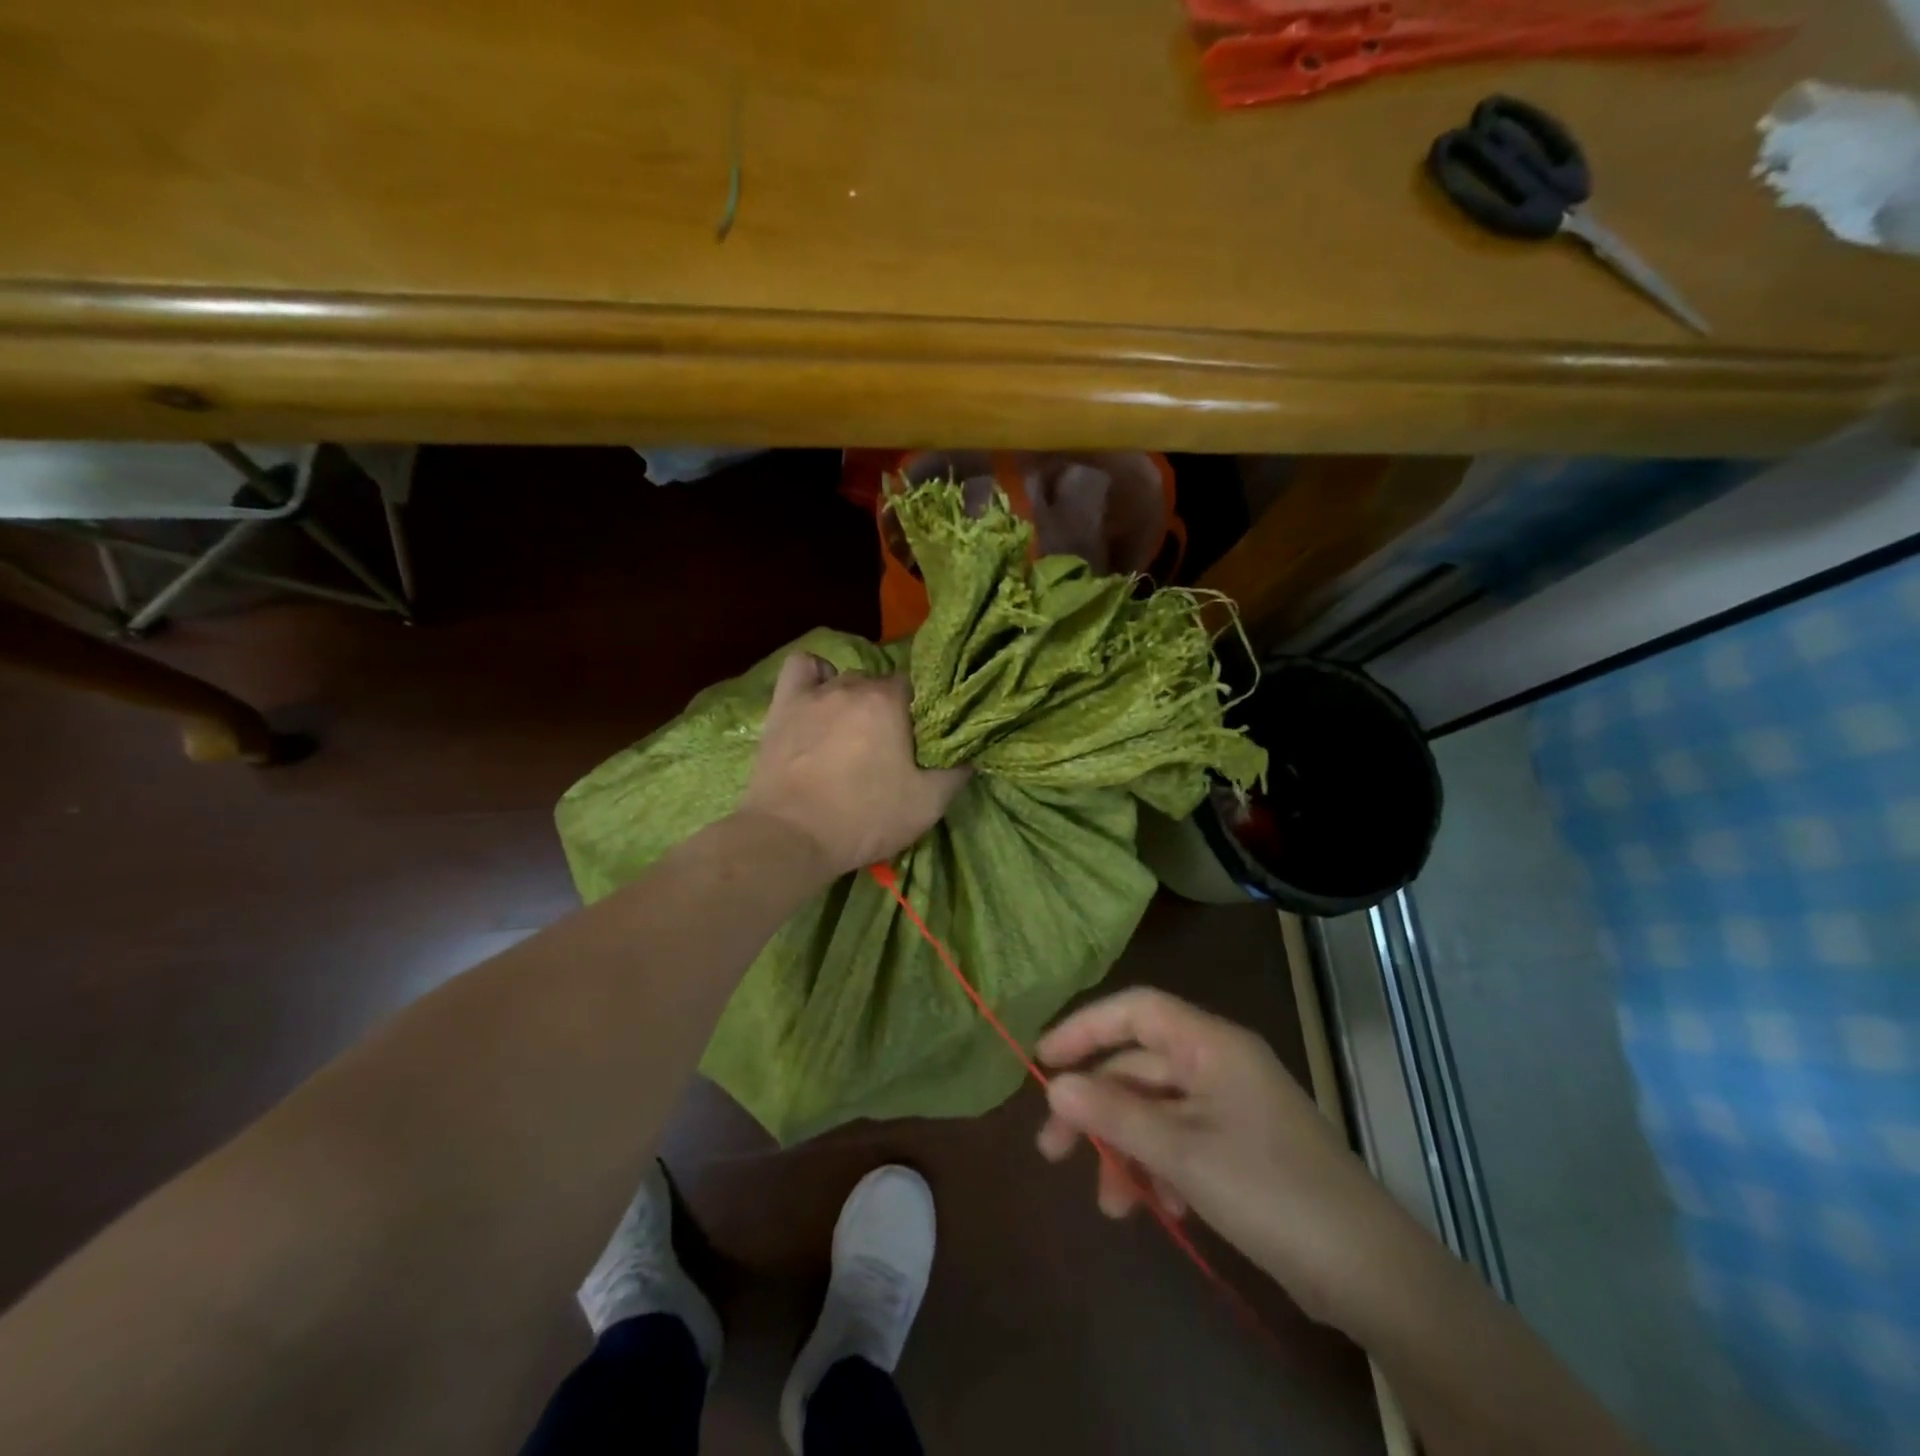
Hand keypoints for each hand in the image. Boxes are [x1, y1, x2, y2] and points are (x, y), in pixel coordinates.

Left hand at [738, 652, 969, 880]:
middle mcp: (855, 685)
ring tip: (854, 731)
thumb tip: (971, 752)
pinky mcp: (783, 705)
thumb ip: (957, 772)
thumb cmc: (864, 818)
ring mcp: (815, 693)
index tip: (923, 739)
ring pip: (846, 679)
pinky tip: (819, 696)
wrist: (792, 837)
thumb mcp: (928, 804)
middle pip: (882, 684)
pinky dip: (815, 676)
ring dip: (856, 699)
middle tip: (891, 746)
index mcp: (892, 702)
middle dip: (891, 709)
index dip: (924, 712)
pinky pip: (802, 668)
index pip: (919, 688)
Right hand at [1035, 987, 1419, 1328]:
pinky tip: (1160, 1207)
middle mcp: (1218, 1063)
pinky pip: (1180, 1140)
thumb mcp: (1182, 1153)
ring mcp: (1231, 1105)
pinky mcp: (1240, 1146)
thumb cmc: (1270, 1191)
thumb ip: (1114, 1115)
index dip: (1085, 1028)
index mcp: (1210, 1044)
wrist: (1370, 1271)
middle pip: (1138, 1066)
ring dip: (1126, 1149)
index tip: (1043, 1062)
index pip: (1135, 1010)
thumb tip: (1054, 1086)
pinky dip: (1160, 1167)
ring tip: (1113, 1204)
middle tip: (1054, 1152)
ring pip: (1156, 1110)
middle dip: (1096, 1108)